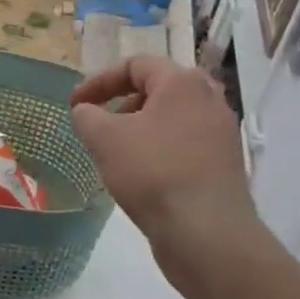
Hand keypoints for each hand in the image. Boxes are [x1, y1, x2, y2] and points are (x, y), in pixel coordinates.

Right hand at [70, 57, 266, 296]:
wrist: (207, 233)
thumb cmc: (152, 172)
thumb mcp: (104, 138)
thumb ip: (87, 116)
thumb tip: (86, 111)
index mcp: (182, 83)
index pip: (135, 65)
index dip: (98, 81)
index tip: (74, 104)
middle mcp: (209, 100)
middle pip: (158, 88)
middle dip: (122, 102)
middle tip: (100, 122)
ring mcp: (221, 134)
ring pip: (172, 118)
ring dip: (140, 127)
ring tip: (116, 151)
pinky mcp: (224, 164)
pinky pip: (184, 143)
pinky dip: (159, 148)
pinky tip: (140, 174)